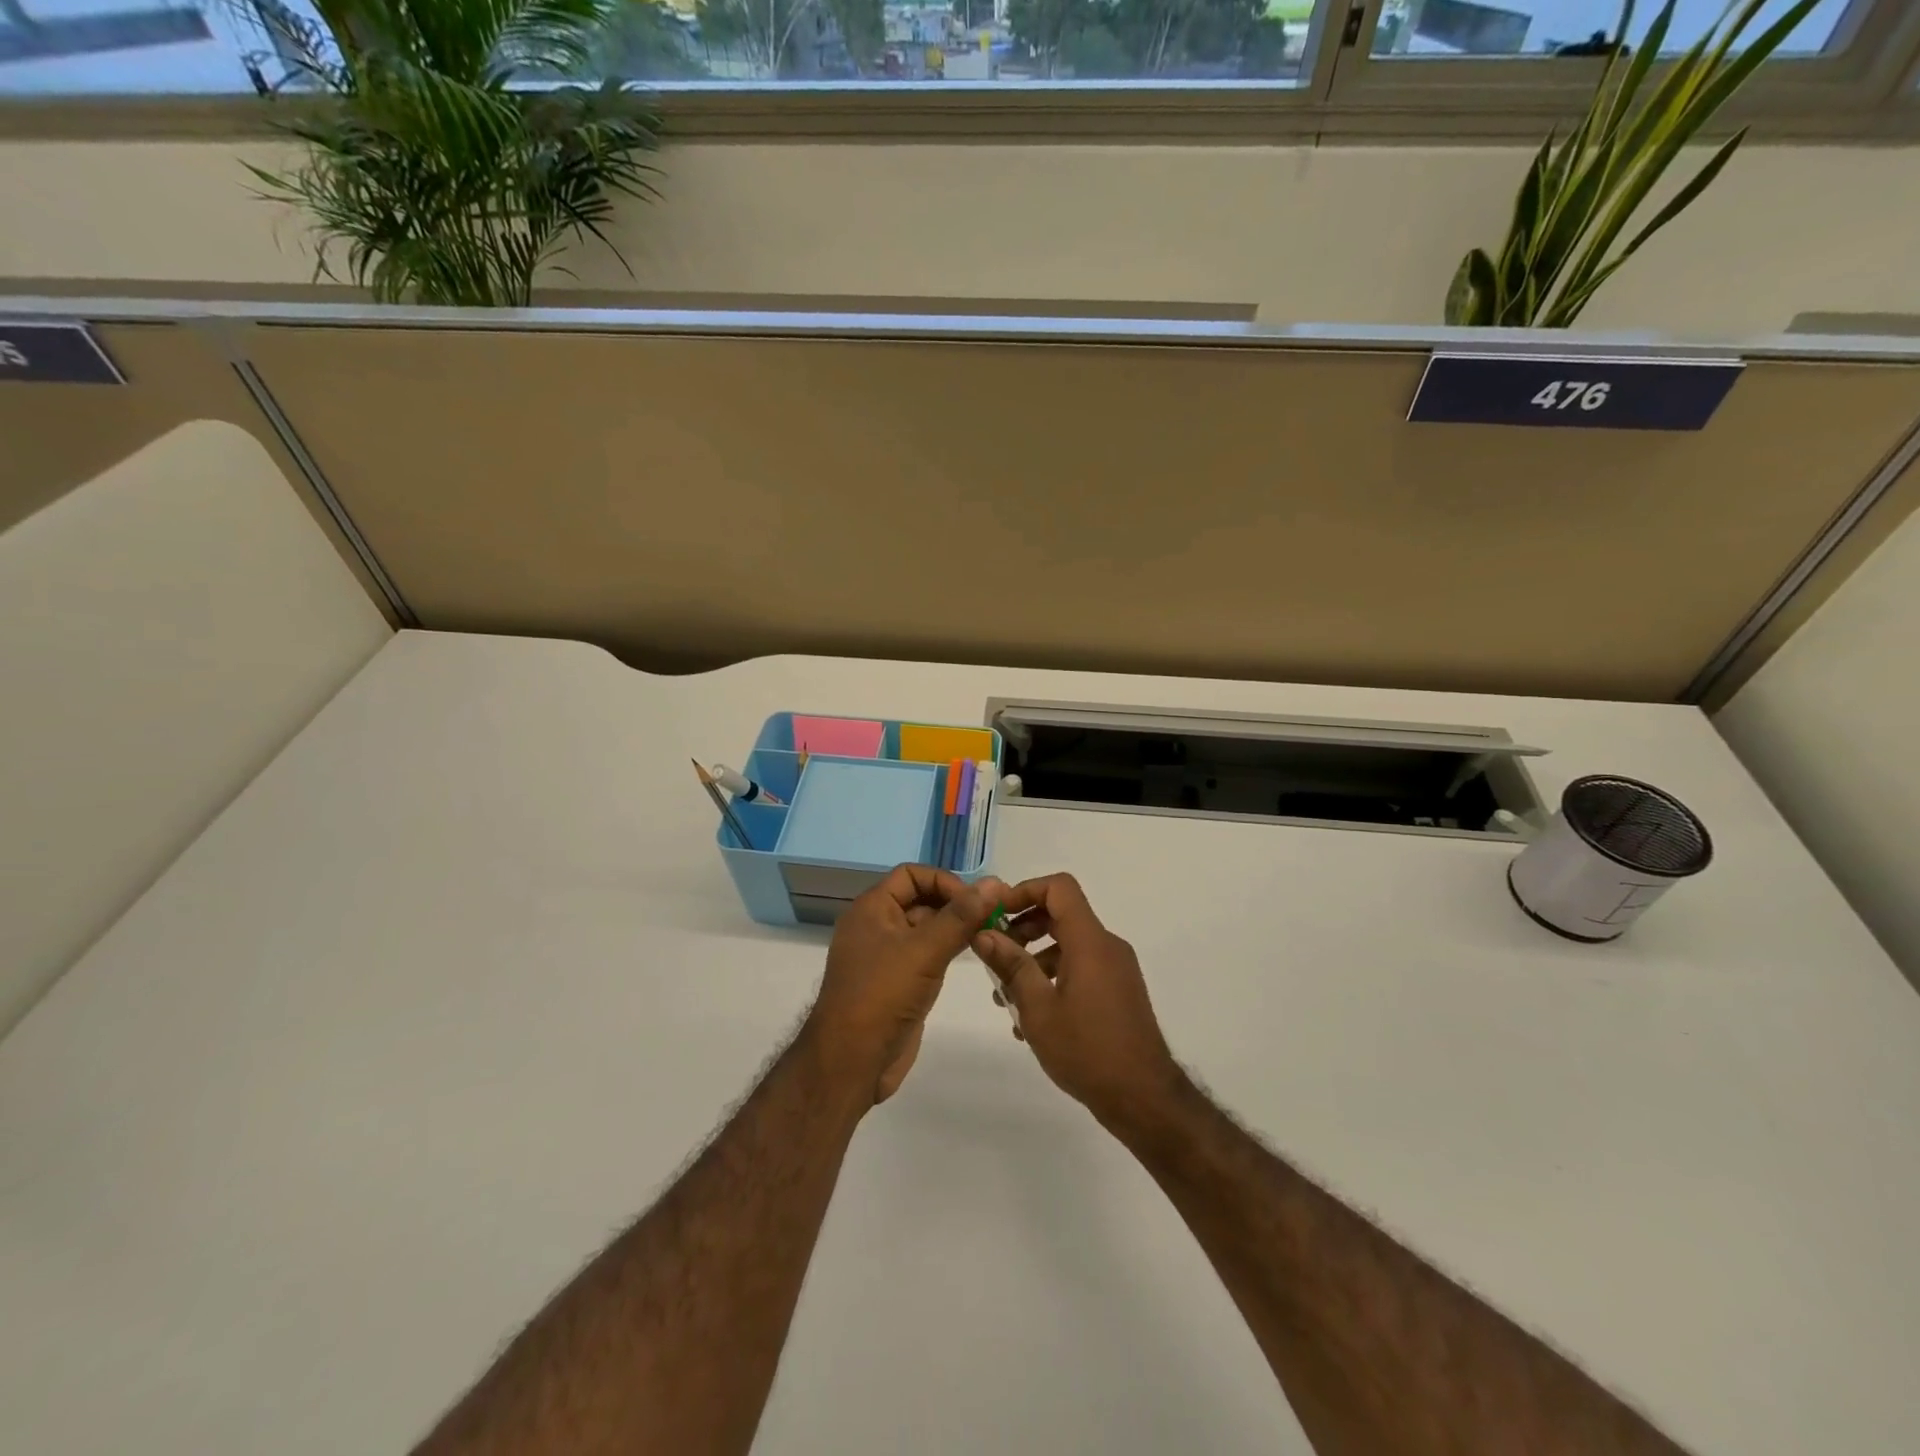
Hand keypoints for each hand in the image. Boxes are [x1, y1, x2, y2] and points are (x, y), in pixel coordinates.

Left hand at [804, 865, 1006, 1106]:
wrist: (851, 1062)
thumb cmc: (883, 995)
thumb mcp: (925, 950)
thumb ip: (961, 916)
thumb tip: (994, 882)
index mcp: (871, 908)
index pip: (911, 875)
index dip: (944, 881)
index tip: (975, 901)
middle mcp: (876, 926)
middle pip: (919, 899)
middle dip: (954, 904)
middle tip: (993, 916)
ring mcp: (885, 956)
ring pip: (924, 929)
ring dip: (954, 928)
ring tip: (990, 934)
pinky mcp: (895, 983)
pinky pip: (924, 955)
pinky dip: (947, 950)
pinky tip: (972, 956)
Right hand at [971, 872, 1184, 1132]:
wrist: (1144, 1098)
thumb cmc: (1087, 1050)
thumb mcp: (1038, 1009)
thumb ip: (1011, 966)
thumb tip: (983, 934)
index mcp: (1090, 942)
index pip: (1059, 888)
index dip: (1025, 890)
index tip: (997, 914)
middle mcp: (1107, 946)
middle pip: (1061, 914)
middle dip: (1024, 928)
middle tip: (995, 955)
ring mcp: (1116, 969)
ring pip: (1068, 945)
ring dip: (1035, 959)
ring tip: (1006, 997)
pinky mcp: (1119, 990)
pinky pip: (1082, 967)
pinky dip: (1054, 977)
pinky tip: (1032, 1018)